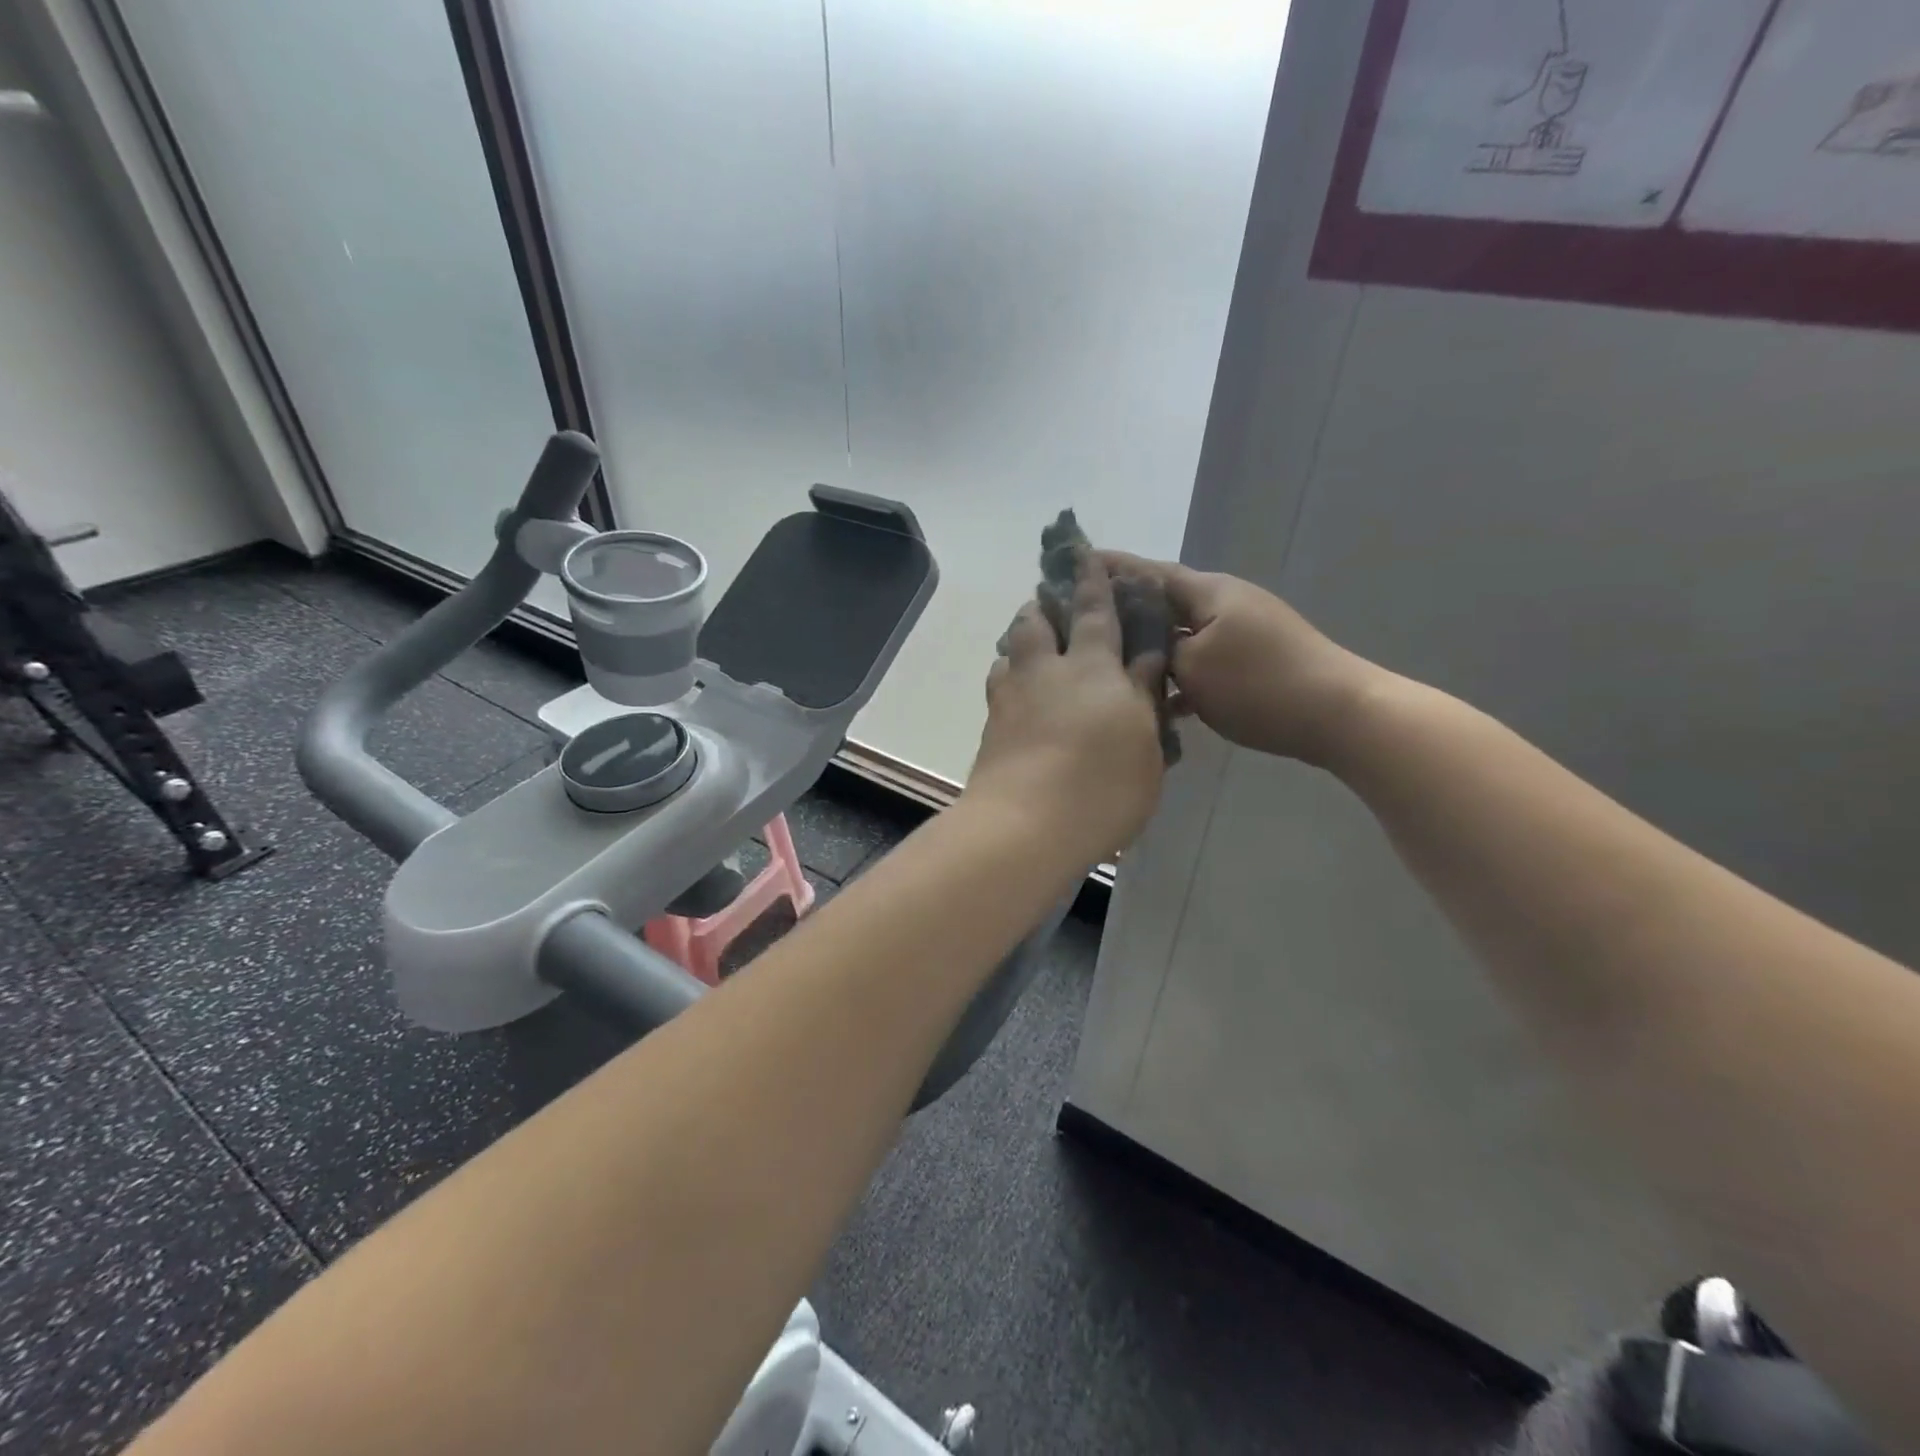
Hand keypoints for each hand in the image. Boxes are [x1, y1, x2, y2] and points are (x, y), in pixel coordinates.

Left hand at [967, 554, 1167, 863]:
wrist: (1026, 826)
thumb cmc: (1102, 786)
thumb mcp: (1144, 742)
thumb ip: (1144, 693)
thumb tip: (1147, 654)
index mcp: (1091, 667)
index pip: (1093, 611)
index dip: (1091, 582)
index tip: (1085, 556)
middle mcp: (1045, 671)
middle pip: (1036, 621)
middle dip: (1045, 604)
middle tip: (1052, 601)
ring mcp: (1011, 698)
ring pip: (1010, 651)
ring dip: (1022, 640)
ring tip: (1033, 648)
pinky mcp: (990, 728)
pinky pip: (999, 687)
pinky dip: (1009, 679)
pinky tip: (1018, 695)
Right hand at [1099, 553, 1380, 765]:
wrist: (1336, 714)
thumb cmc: (1259, 684)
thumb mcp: (1195, 665)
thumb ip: (1159, 647)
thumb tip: (1140, 640)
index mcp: (1209, 592)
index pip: (1149, 571)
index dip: (1112, 568)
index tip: (1073, 565)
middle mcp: (1223, 603)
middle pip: (1163, 601)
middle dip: (1125, 611)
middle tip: (1082, 622)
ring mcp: (1239, 633)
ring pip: (1180, 635)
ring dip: (1151, 648)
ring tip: (1110, 662)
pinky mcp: (1249, 662)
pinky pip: (1201, 662)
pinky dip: (1179, 676)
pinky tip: (1157, 702)